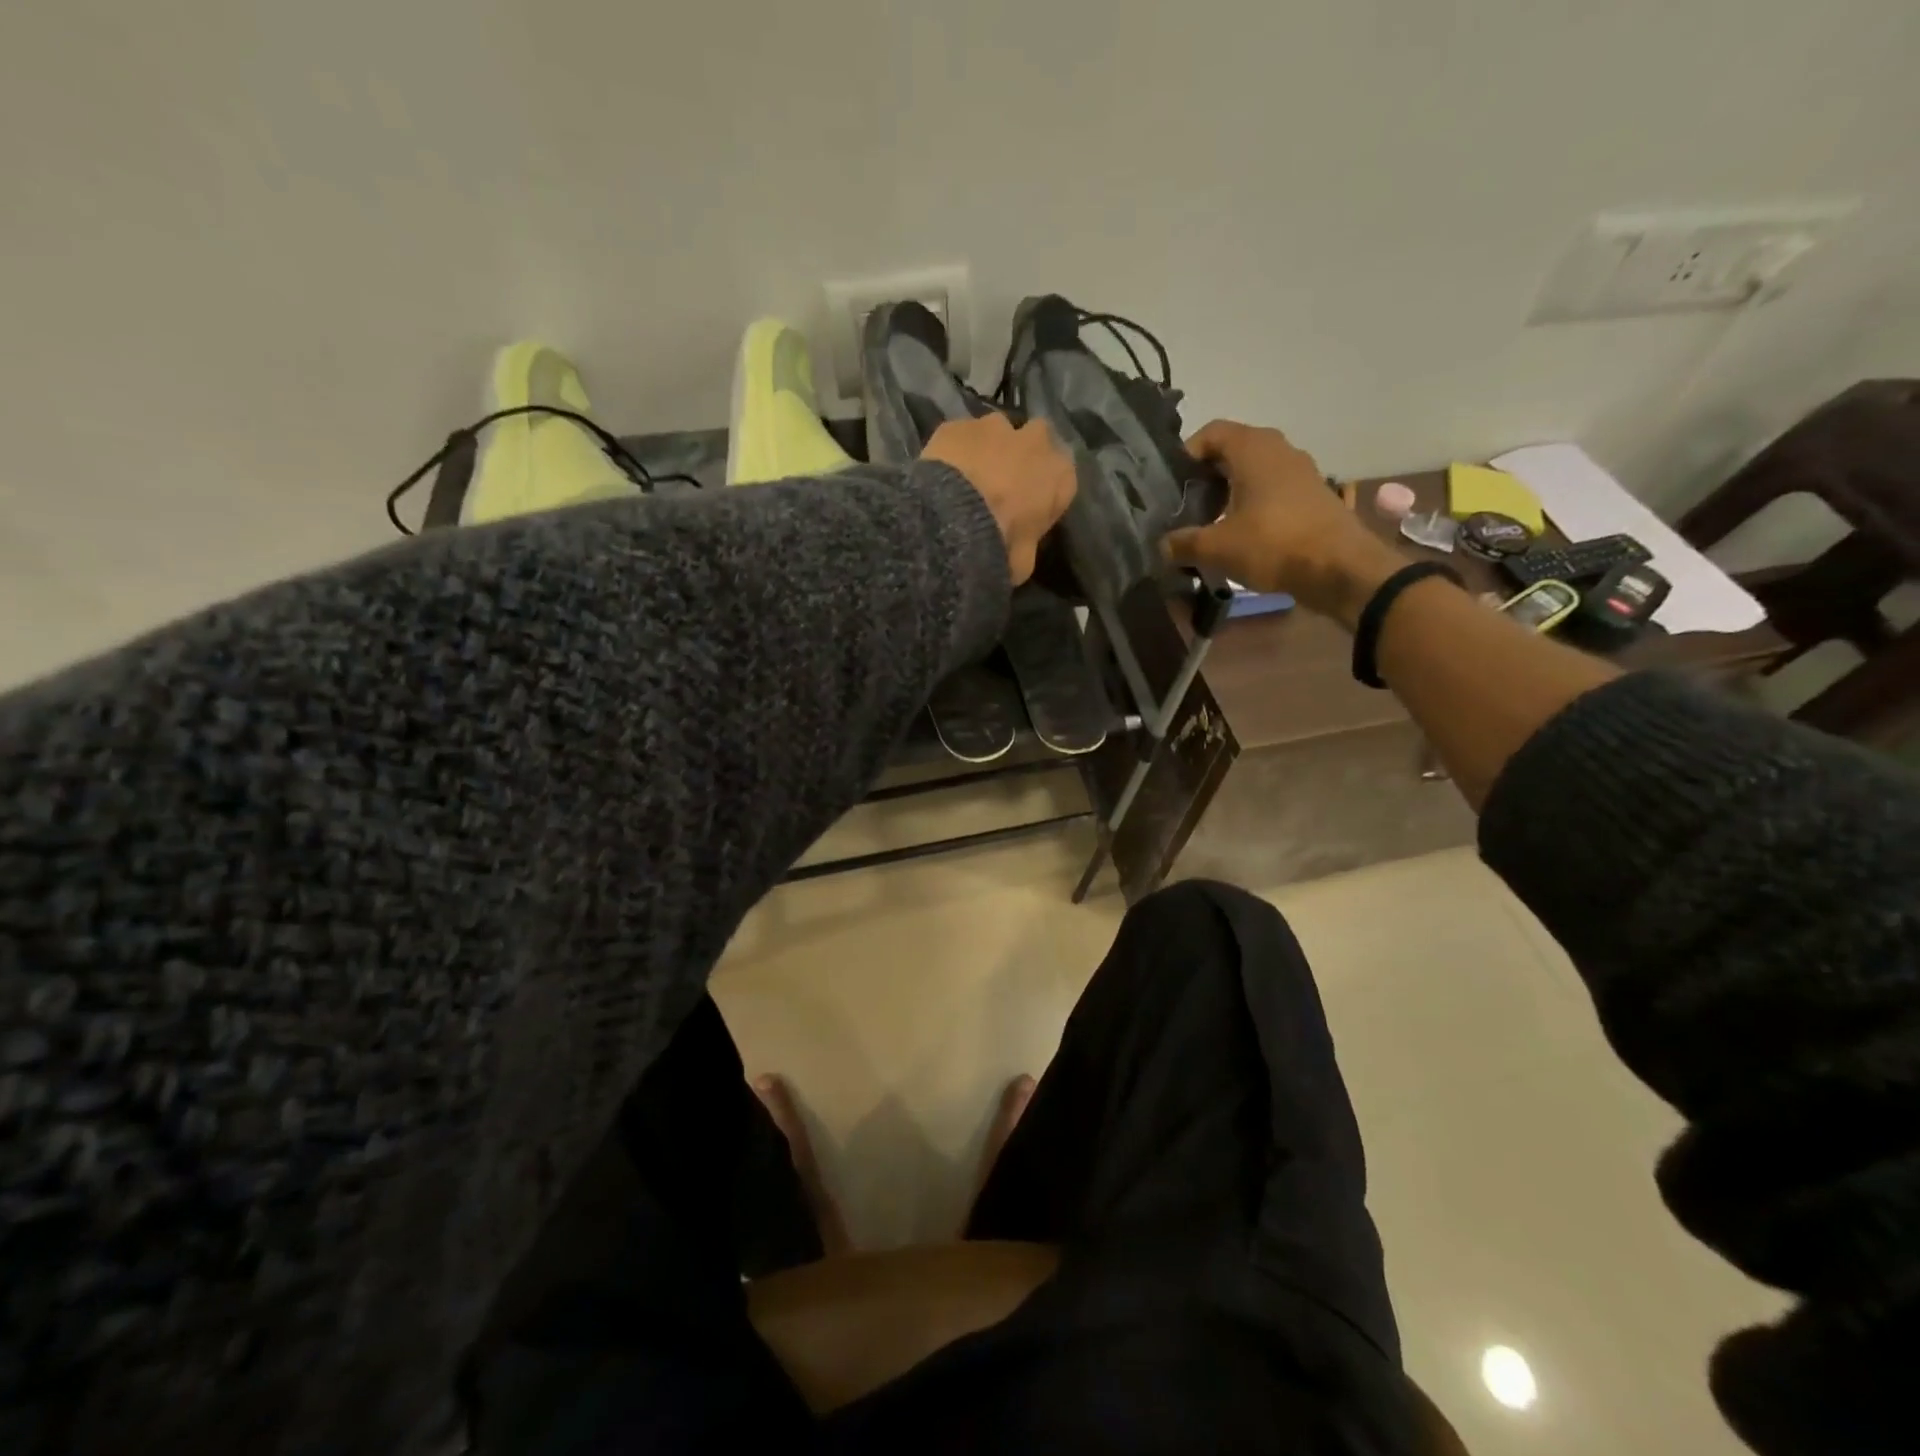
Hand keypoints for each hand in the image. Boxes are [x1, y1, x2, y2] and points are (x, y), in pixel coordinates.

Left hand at [922, 414, 1076, 584]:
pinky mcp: (958, 424)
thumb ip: (1026, 546)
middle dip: (1022, 455)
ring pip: (996, 431)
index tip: (1028, 507)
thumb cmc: (1000, 544)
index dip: (1043, 490)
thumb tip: (1017, 552)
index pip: (1062, 477)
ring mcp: (995, 426)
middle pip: (1035, 439)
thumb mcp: (1023, 562)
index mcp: (1061, 475)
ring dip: (988, 447)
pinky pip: (960, 435)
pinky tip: (941, 472)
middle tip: (1001, 483)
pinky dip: (954, 450)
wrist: (953, 520)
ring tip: (967, 476)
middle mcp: (1036, 440)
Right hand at [1162, 420, 1403, 625]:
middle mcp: (1278, 449)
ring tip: (1211, 522)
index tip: (1172, 484)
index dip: (1187, 454)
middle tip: (1186, 505)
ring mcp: (1300, 471)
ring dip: (1230, 491)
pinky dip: (1252, 503)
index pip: (1211, 433)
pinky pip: (1273, 488)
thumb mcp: (1217, 548)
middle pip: (1232, 450)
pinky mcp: (1312, 494)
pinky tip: (1241, 533)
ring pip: (1254, 470)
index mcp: (1253, 449)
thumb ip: (1183, 543)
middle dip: (1206, 476)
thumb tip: (1162, 546)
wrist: (1340, 568)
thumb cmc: (1273, 545)